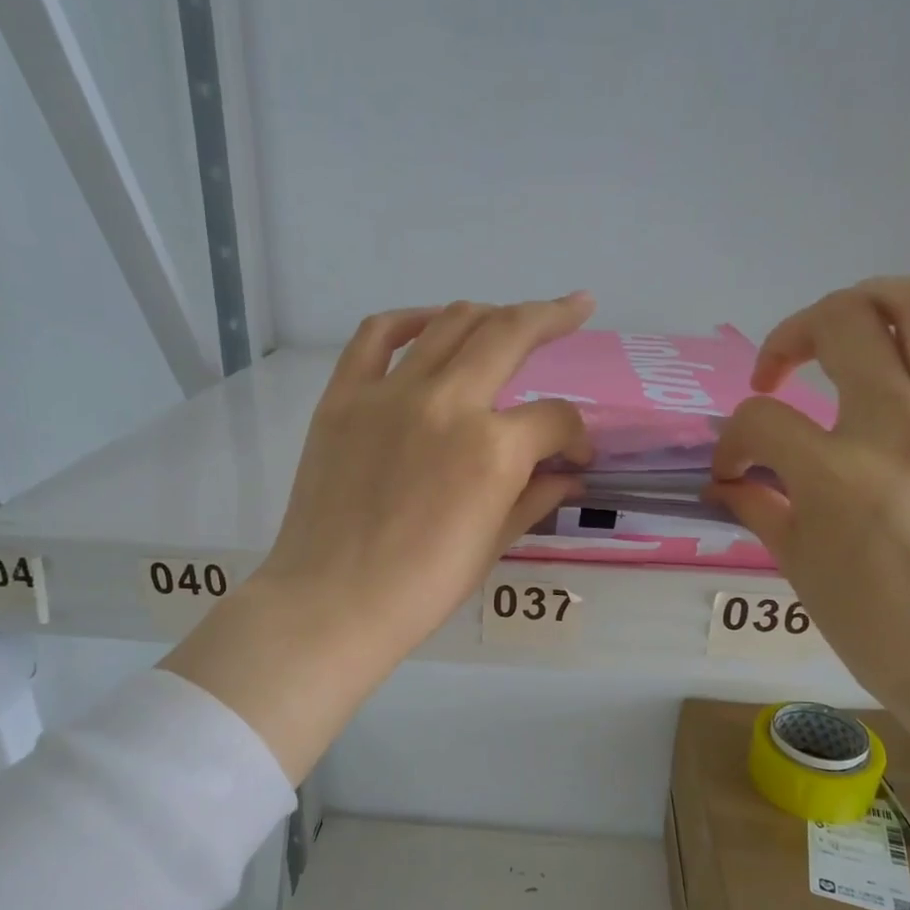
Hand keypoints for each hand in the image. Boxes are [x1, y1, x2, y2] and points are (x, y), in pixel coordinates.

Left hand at [165, 294, 595, 778]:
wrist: (333, 602)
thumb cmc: (421, 589)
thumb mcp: (493, 544)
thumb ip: (536, 496)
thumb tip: (568, 474)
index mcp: (493, 449)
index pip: (553, 418)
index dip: (576, 436)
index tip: (574, 457)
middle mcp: (447, 403)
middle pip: (510, 334)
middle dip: (553, 317)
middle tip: (577, 307)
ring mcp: (390, 393)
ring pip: (451, 322)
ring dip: (491, 313)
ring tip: (510, 318)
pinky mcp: (344, 397)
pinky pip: (376, 335)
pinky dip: (409, 320)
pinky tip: (431, 323)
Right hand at [709, 277, 909, 710]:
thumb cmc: (875, 624)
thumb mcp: (798, 565)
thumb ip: (759, 505)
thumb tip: (730, 479)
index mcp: (835, 475)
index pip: (759, 420)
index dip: (732, 442)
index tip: (734, 471)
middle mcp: (899, 428)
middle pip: (841, 324)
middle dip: (791, 336)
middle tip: (779, 369)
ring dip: (873, 302)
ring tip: (850, 329)